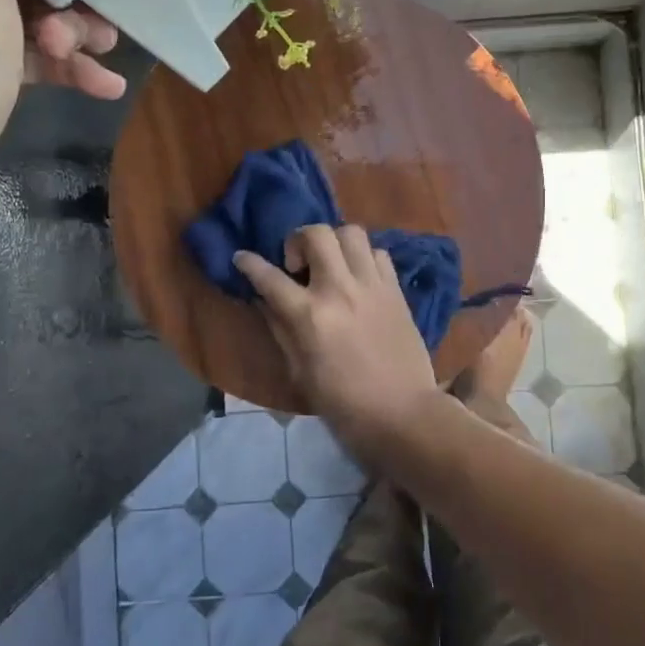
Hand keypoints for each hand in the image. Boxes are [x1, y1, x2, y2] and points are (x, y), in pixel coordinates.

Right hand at [233, 225, 443, 458]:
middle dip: (298, 241)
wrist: (403, 413)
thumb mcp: (300, 373)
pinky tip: (358, 278)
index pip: (270, 277)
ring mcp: (372, 285)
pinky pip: (378, 253)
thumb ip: (281, 329)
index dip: (249, 263)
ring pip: (352, 232)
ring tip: (330, 266)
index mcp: (310, 316)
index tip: (241, 257)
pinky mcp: (396, 290)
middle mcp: (340, 289)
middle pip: (316, 234)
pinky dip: (363, 257)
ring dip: (334, 242)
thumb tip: (265, 301)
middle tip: (298, 267)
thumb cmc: (344, 404)